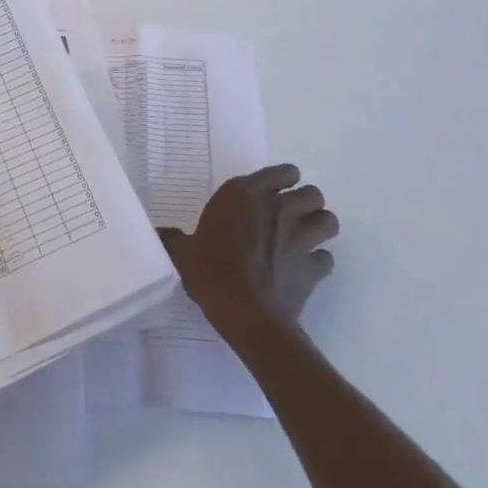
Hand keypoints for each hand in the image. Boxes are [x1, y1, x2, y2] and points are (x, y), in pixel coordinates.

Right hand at [158, 164, 337, 346]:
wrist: (246, 315)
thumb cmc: (212, 273)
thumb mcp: (184, 253)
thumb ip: (174, 238)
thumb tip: (158, 233)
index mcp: (246, 194)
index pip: (283, 171)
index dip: (285, 179)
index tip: (277, 190)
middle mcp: (279, 208)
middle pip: (312, 193)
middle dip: (307, 203)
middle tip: (292, 217)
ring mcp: (301, 237)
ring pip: (329, 220)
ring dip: (320, 226)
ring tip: (307, 238)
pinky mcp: (314, 268)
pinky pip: (327, 259)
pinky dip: (320, 262)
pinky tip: (307, 270)